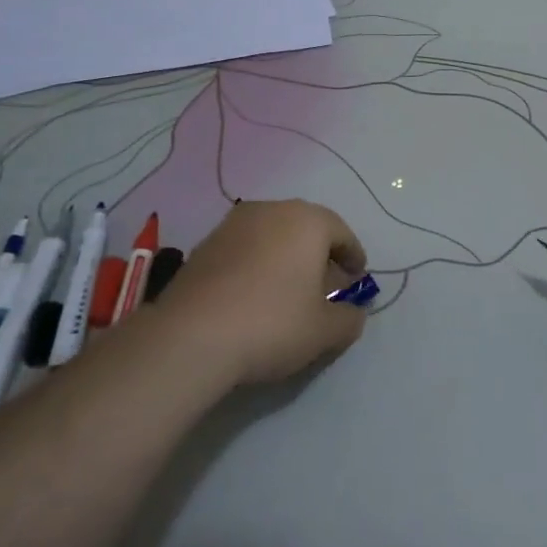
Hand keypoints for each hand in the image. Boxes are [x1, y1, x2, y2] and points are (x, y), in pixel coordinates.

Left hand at [157, 200, 368, 385]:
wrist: (190, 337)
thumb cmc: (272, 324)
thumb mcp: (325, 331)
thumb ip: (349, 318)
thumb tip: (353, 312)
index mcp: (307, 220)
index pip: (342, 233)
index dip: (353, 257)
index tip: (357, 279)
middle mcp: (272, 210)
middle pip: (306, 229)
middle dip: (319, 255)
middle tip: (326, 286)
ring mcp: (233, 224)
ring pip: (273, 236)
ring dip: (286, 258)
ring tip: (289, 292)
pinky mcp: (204, 244)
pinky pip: (245, 249)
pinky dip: (257, 265)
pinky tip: (254, 295)